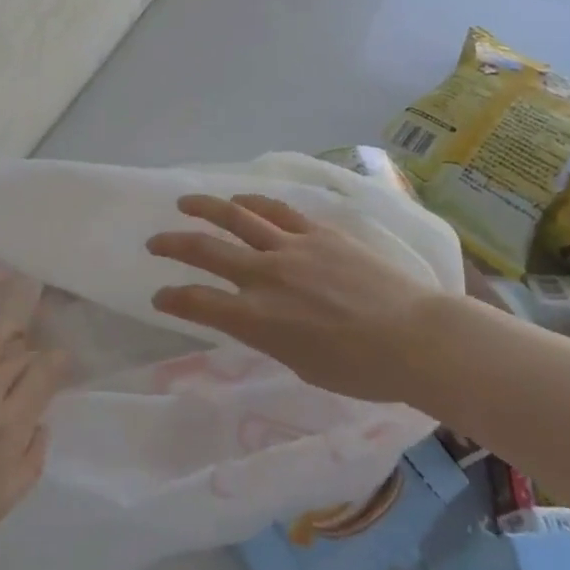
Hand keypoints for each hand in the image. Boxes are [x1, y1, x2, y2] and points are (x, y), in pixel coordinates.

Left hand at [0, 325, 64, 569]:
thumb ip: (29, 462)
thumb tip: (40, 425)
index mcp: (8, 429)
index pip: (43, 375)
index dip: (56, 362)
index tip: (59, 362)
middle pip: (18, 355)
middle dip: (31, 354)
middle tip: (30, 361)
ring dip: (2, 335)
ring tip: (5, 339)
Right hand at [146, 194, 446, 405]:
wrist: (414, 338)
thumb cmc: (360, 370)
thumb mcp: (300, 364)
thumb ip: (269, 335)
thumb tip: (257, 317)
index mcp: (257, 319)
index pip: (199, 303)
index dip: (172, 299)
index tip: (159, 297)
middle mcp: (265, 277)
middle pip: (206, 251)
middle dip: (173, 246)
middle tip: (154, 242)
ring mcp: (291, 248)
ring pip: (236, 217)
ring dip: (205, 209)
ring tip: (185, 203)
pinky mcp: (317, 232)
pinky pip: (276, 211)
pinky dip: (252, 203)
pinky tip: (239, 199)